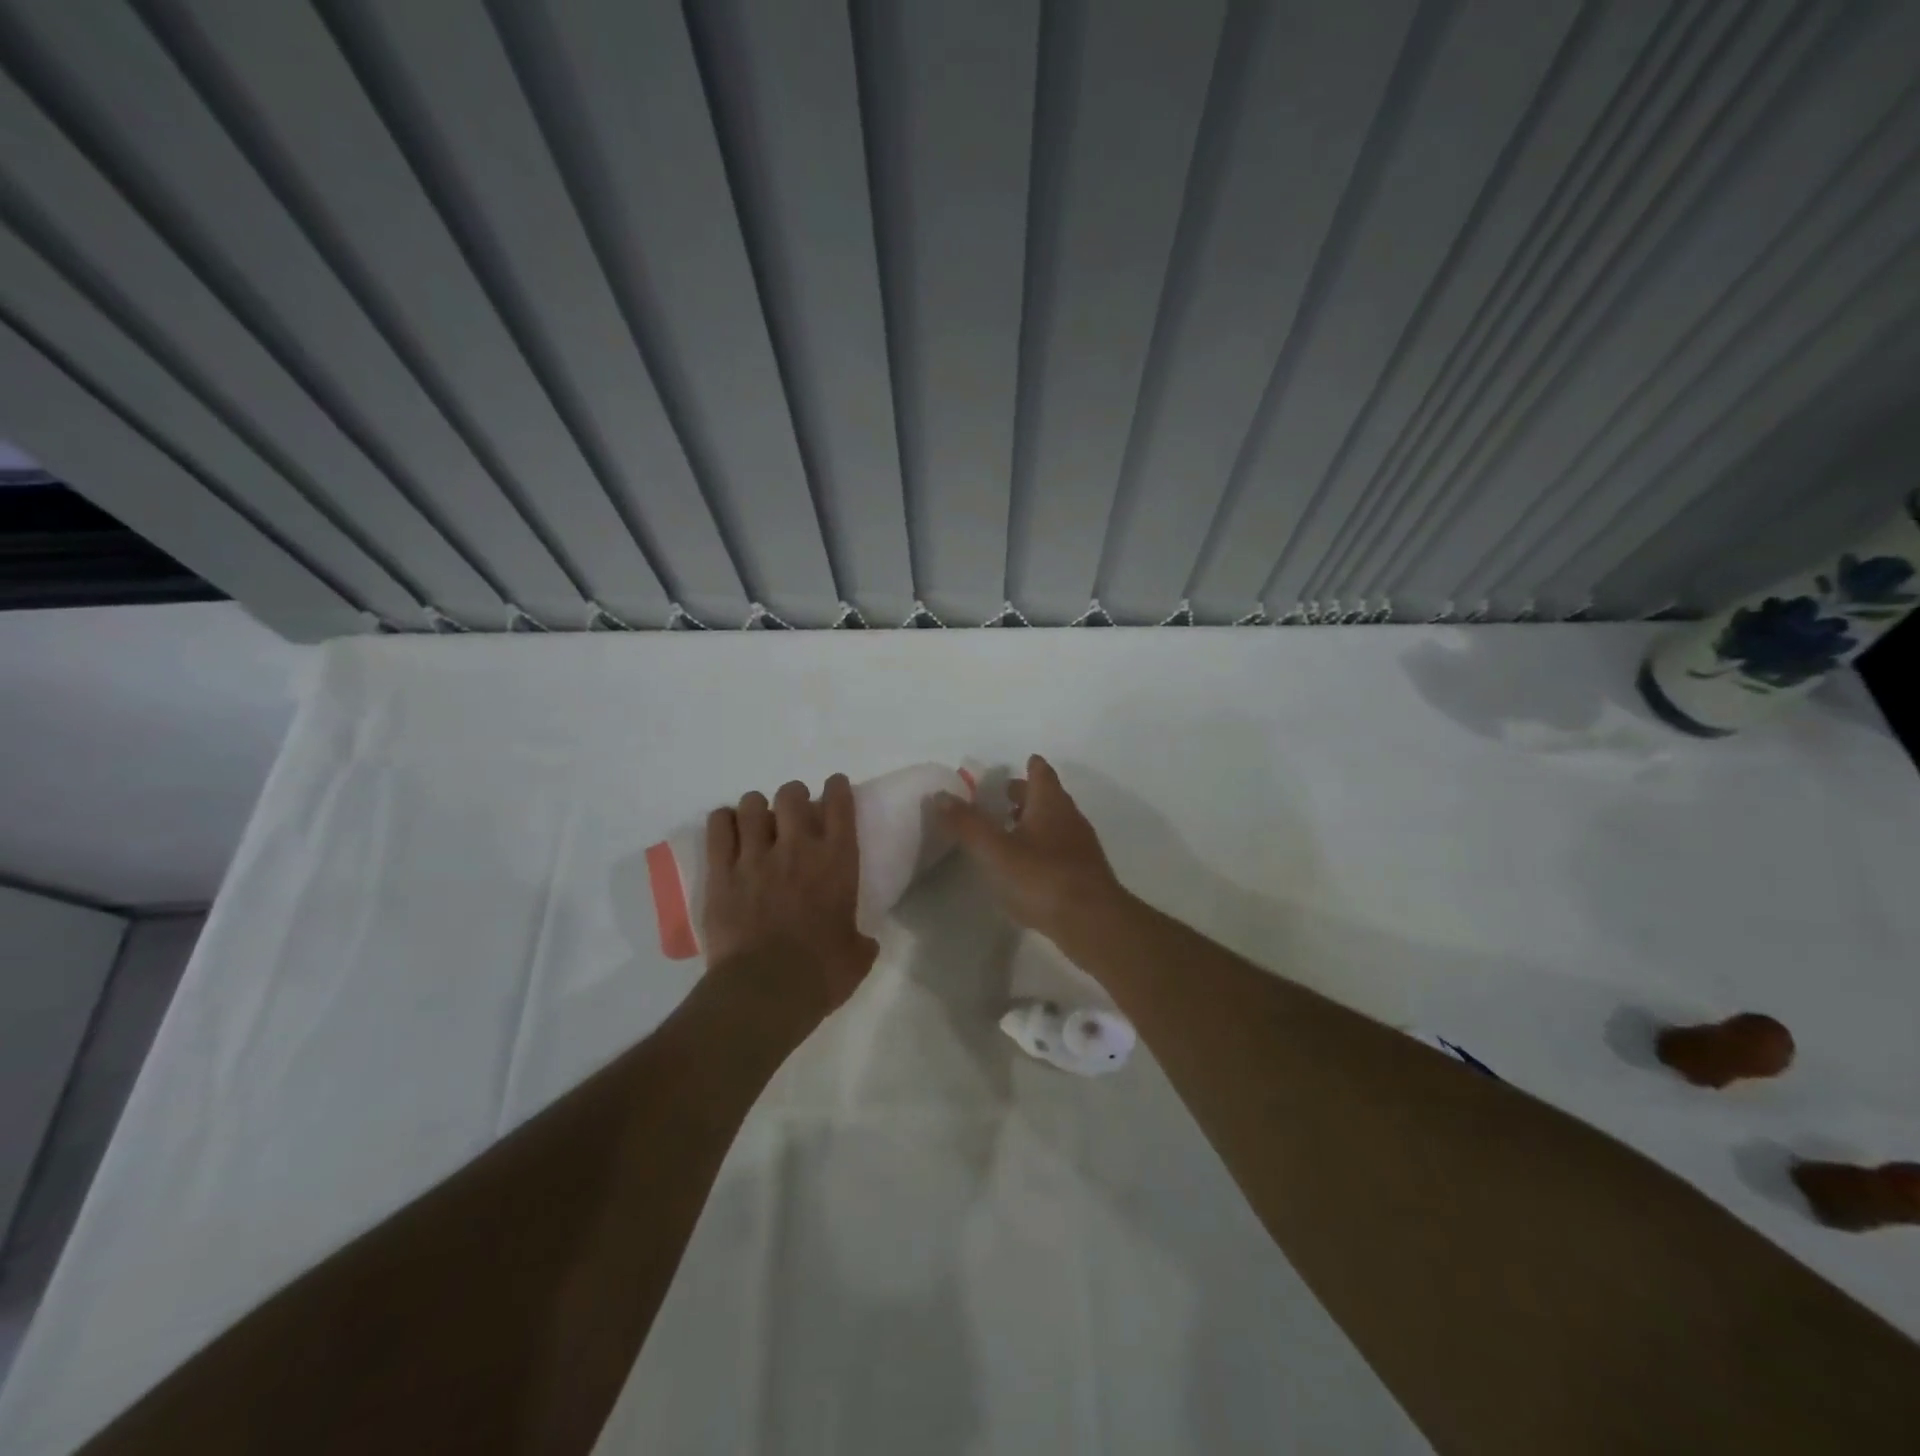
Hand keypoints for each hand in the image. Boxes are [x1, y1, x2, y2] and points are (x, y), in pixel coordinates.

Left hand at [702, 775, 877, 1014]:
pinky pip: (718, 828)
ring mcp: (754, 857)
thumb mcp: (857, 956)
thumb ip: (860, 940)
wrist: (766, 991)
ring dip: (756, 808)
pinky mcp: (721, 873)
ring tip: (757, 821)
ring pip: (751, 804)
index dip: (837, 788)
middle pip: (791, 795)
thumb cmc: (821, 973)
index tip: (834, 786)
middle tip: (793, 812)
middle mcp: (796, 848)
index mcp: (837, 862)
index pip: (840, 805)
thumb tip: (863, 942)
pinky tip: (727, 828)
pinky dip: (723, 821)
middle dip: (793, 797)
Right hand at [935, 754, 1127, 939]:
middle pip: (1049, 797)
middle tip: (1004, 795)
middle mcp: (1069, 818)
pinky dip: (1043, 847)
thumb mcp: (995, 851)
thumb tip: (940, 795)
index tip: (1022, 762)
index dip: (1031, 767)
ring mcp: (1080, 847)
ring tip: (1010, 830)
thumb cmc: (1042, 878)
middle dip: (1028, 794)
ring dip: (1035, 821)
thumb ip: (967, 824)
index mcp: (1050, 804)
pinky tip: (1028, 865)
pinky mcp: (1084, 874)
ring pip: (1056, 823)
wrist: (1092, 922)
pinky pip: (1060, 849)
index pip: (1041, 774)